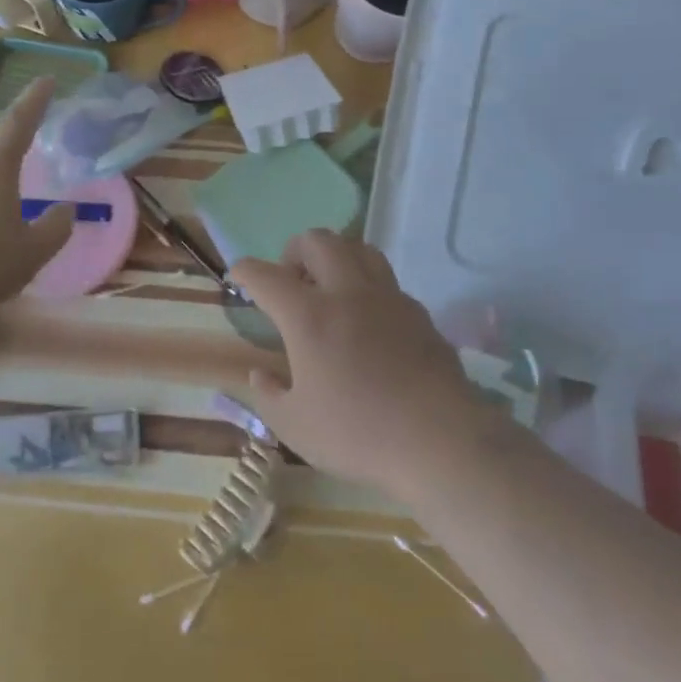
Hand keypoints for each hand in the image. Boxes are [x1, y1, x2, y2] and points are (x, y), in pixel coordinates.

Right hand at [232, 230, 483, 496]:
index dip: (246, 270)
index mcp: (309, 316)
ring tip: (329, 287)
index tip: (238, 276)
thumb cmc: (359, 434)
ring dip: (336, 257)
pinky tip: (368, 321)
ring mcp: (388, 298)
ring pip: (359, 249)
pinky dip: (368, 288)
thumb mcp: (295, 427)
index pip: (266, 275)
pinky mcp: (419, 313)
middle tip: (290, 279)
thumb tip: (259, 374)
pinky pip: (387, 282)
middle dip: (294, 250)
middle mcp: (348, 293)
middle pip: (317, 241)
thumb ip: (269, 396)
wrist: (441, 441)